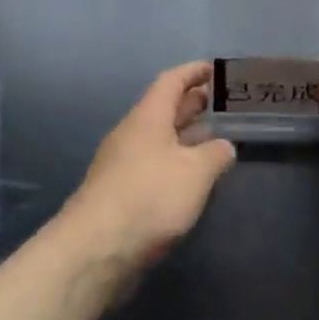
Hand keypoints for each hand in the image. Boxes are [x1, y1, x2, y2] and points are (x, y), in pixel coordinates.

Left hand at [59, 62, 236, 276]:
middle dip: (192, 103)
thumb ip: (215, 154)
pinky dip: (174, 163)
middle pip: (164, 109)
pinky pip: (152, 165)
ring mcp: (122, 164)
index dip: (193, 72)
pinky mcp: (119, 194)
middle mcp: (132, 133)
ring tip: (214, 138)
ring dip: (185, 136)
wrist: (95, 250)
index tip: (215, 69)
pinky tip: (191, 179)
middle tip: (222, 103)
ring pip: (159, 139)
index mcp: (148, 116)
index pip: (171, 81)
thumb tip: (224, 146)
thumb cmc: (149, 197)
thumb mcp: (195, 173)